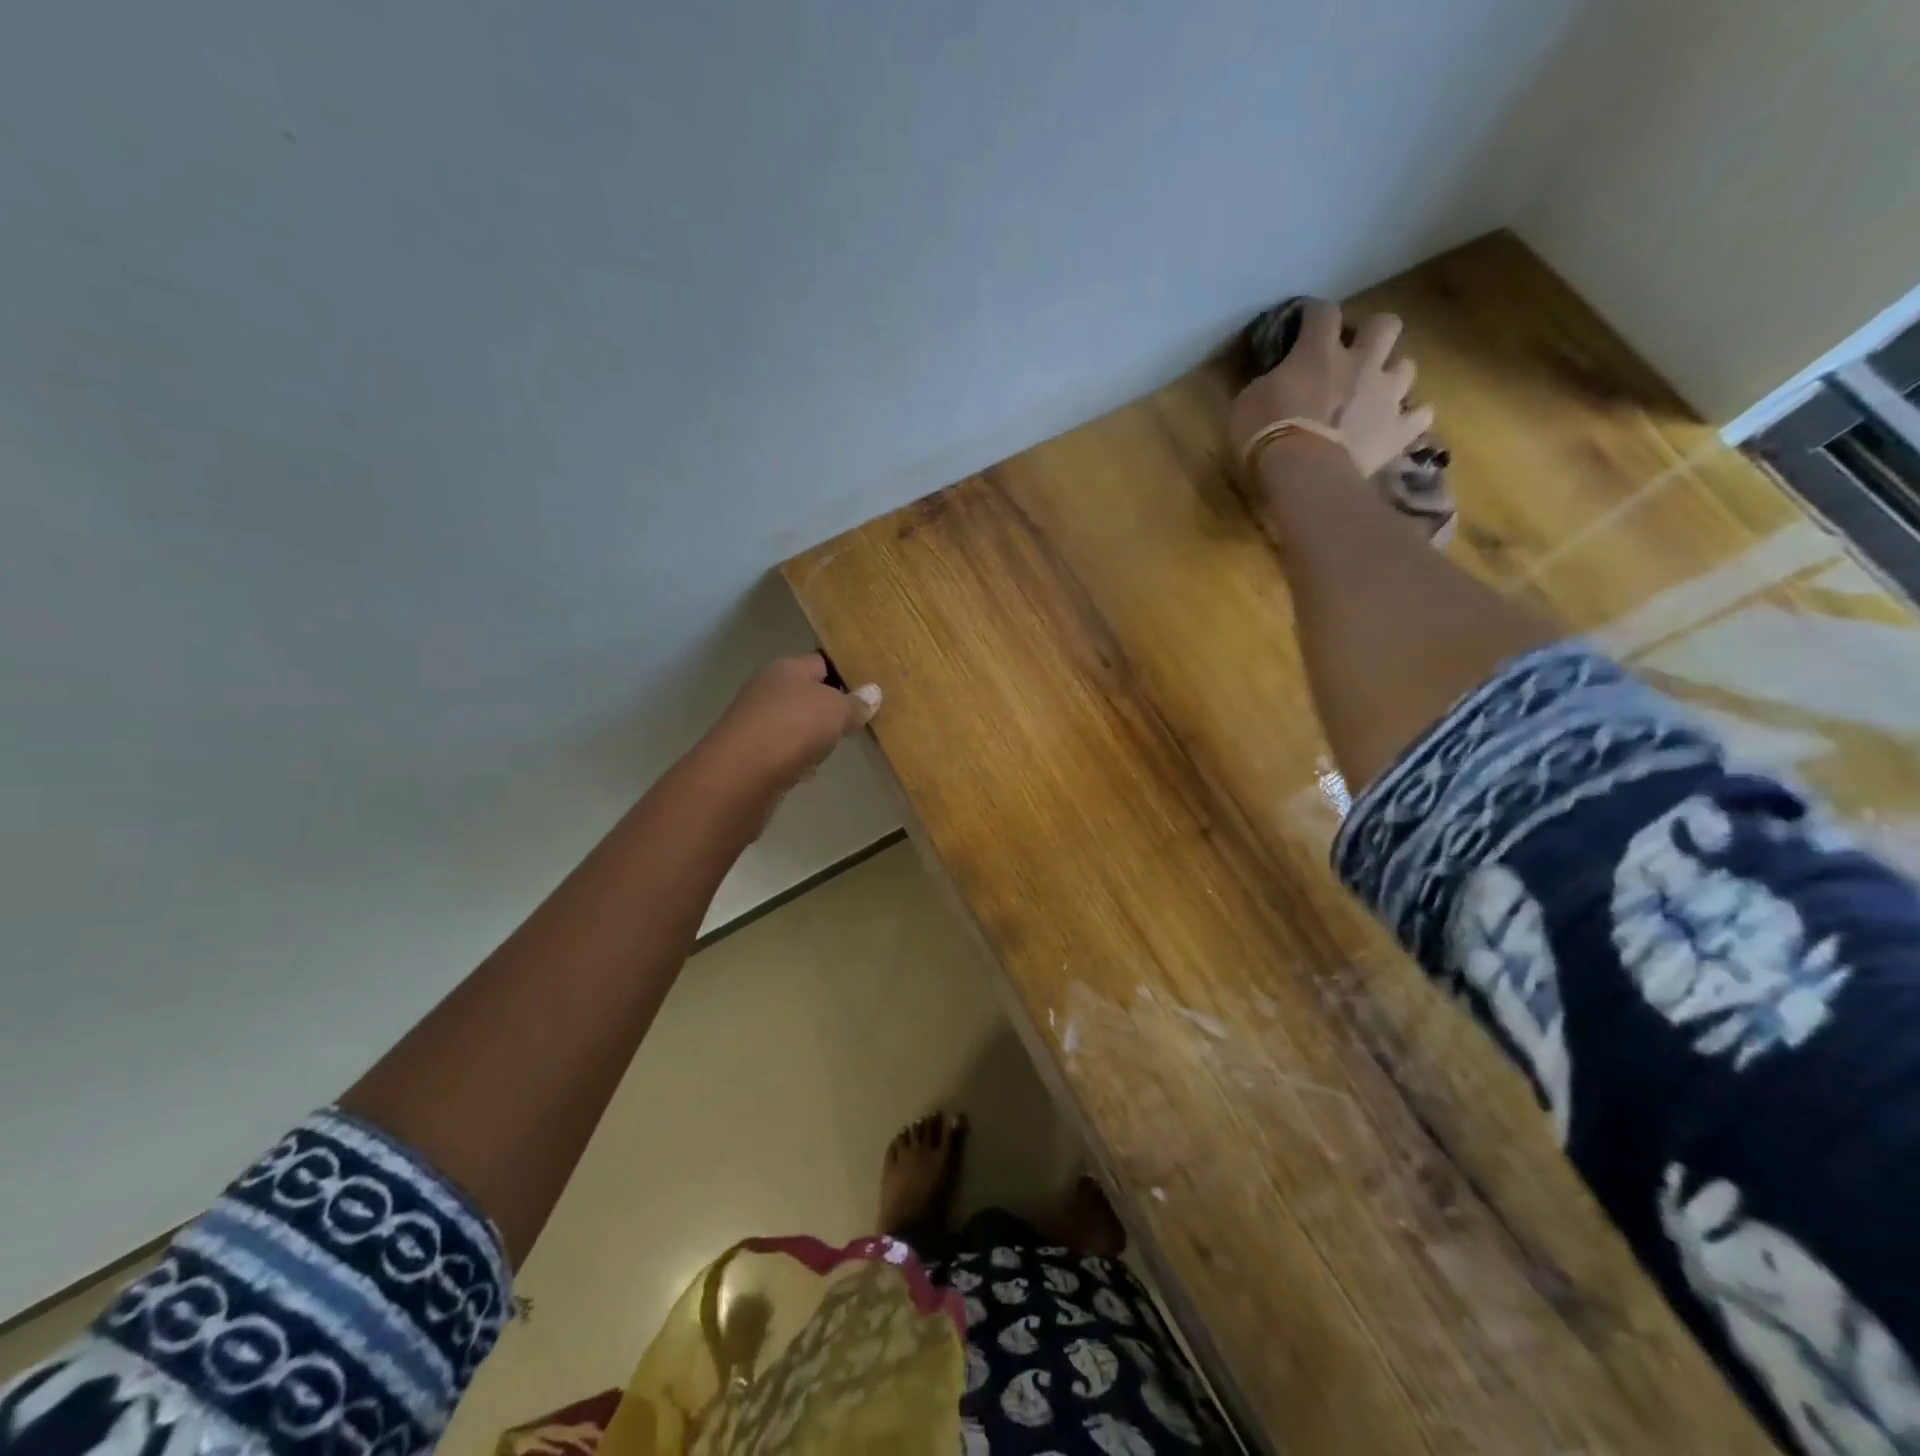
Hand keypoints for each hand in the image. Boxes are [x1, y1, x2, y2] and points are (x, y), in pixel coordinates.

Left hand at [700, 652, 881, 799]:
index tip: (868, 683)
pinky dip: (797, 757)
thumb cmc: (793, 727)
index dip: (844, 670)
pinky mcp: (751, 753)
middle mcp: (767, 689)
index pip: (820, 660)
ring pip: (793, 722)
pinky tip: (810, 770)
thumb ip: (856, 702)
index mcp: (787, 669)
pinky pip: (783, 750)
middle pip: (805, 691)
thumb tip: (874, 692)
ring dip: (812, 732)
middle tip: (858, 716)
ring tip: (838, 743)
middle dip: (829, 704)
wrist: (741, 774)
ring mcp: (756, 722)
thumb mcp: (836, 710)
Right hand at [1228, 302, 1434, 477]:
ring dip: (1391, 375)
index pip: (1322, 312)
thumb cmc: (1265, 437)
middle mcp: (1360, 363)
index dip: (1314, 313)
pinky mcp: (1397, 431)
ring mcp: (1385, 396)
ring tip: (1376, 393)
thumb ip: (1267, 384)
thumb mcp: (1246, 404)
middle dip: (1372, 333)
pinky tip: (1397, 426)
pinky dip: (1410, 418)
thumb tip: (1274, 380)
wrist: (1303, 475)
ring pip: (1407, 366)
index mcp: (1318, 352)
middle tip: (1354, 354)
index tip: (1304, 320)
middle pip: (1384, 324)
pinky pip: (1419, 416)